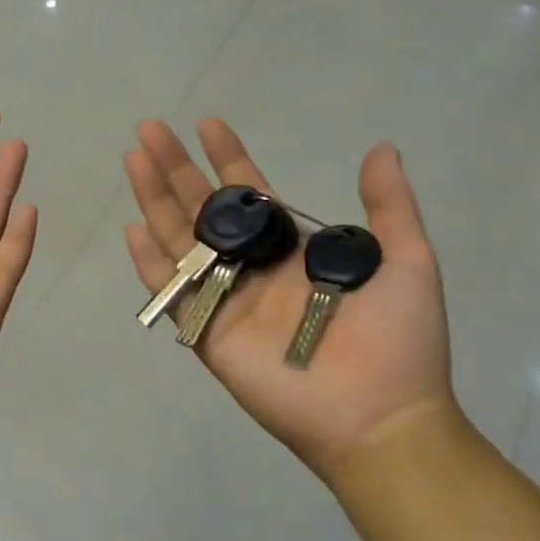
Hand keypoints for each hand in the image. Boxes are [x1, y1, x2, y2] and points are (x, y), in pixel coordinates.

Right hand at [123, 120, 455, 476]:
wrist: (379, 416)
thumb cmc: (397, 341)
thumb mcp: (407, 262)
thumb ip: (390, 206)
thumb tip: (381, 149)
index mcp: (292, 250)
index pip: (250, 194)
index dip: (227, 158)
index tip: (209, 124)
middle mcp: (252, 268)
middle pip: (203, 208)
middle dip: (177, 167)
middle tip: (150, 129)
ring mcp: (225, 299)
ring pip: (180, 239)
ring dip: (155, 199)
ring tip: (134, 159)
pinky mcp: (206, 332)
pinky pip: (171, 292)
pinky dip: (149, 263)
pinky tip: (132, 229)